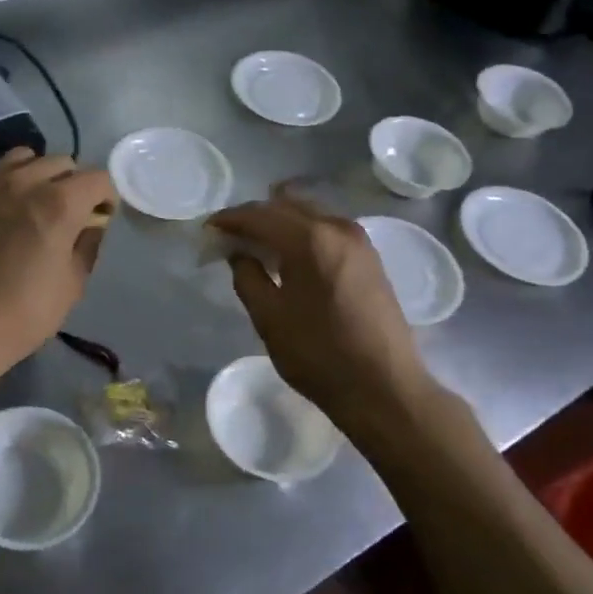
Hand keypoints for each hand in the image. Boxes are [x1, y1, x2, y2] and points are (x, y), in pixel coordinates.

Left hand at [0, 148, 114, 378]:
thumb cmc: (21, 313)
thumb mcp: (71, 286)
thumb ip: (87, 246)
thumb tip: (91, 225)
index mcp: (59, 204)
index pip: (98, 178)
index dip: (106, 197)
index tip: (101, 217)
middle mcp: (24, 182)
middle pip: (61, 163)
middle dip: (72, 184)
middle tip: (68, 213)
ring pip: (22, 158)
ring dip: (36, 175)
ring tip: (31, 202)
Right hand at [209, 195, 427, 420]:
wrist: (384, 388)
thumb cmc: (319, 354)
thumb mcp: (269, 318)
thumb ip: (247, 277)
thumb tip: (239, 254)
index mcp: (309, 239)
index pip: (259, 215)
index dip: (229, 219)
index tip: (208, 229)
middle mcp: (337, 227)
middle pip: (286, 205)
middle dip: (254, 217)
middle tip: (229, 237)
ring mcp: (359, 240)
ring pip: (309, 214)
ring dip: (280, 222)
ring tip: (256, 246)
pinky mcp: (370, 257)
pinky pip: (327, 229)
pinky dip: (302, 233)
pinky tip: (289, 256)